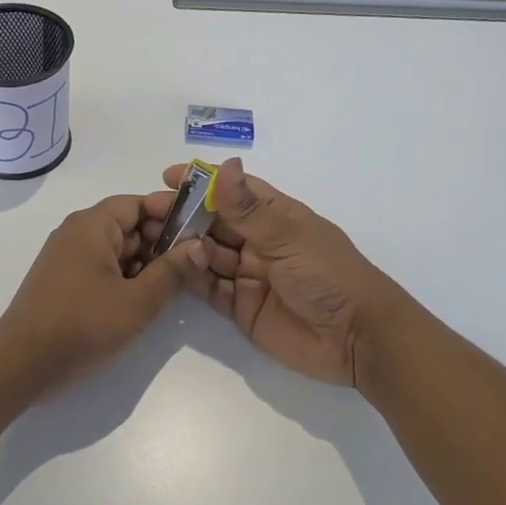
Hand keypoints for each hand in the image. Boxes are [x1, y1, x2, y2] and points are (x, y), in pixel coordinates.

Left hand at [0, 194, 200, 393]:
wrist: (22, 364)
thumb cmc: (82, 325)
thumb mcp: (136, 301)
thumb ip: (171, 272)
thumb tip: (200, 246)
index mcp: (92, 225)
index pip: (138, 203)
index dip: (170, 215)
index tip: (199, 234)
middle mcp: (77, 232)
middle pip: (128, 225)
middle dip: (160, 244)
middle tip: (191, 268)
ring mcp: (67, 257)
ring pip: (116, 250)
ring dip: (144, 265)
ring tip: (171, 289)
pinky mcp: (63, 281)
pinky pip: (101, 268)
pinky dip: (123, 278)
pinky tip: (141, 302)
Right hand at [147, 159, 408, 388]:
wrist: (357, 339)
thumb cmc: (328, 274)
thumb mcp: (287, 236)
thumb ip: (247, 208)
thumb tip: (222, 165)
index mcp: (275, 216)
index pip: (233, 190)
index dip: (201, 182)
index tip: (167, 177)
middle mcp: (259, 241)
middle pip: (214, 222)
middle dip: (183, 215)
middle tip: (147, 212)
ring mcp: (249, 274)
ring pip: (207, 254)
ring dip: (182, 245)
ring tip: (149, 239)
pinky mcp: (241, 307)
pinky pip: (210, 288)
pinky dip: (190, 277)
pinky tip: (169, 268)